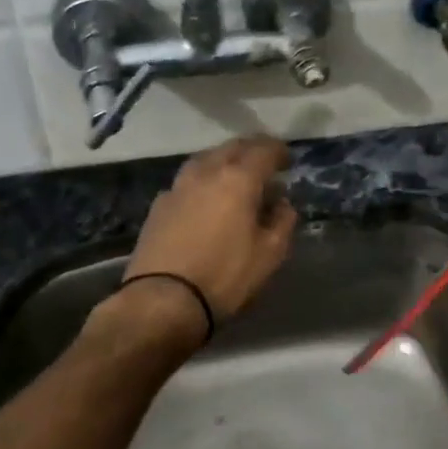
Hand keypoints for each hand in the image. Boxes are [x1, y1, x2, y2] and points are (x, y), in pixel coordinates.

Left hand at [123, 136, 297, 330]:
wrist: (163, 300)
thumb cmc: (225, 276)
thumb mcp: (270, 254)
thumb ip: (282, 222)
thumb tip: (282, 204)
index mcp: (238, 179)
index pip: (263, 150)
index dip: (279, 151)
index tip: (288, 160)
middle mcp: (206, 173)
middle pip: (231, 148)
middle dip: (252, 151)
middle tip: (265, 165)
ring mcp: (178, 187)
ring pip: (205, 160)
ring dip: (224, 162)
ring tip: (235, 178)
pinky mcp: (158, 205)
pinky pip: (187, 181)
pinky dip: (203, 182)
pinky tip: (206, 200)